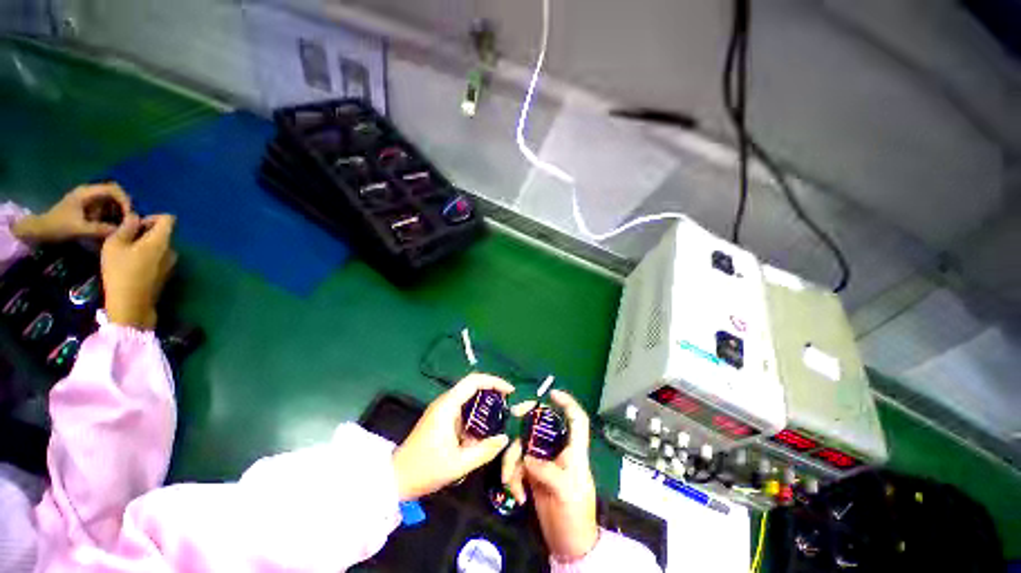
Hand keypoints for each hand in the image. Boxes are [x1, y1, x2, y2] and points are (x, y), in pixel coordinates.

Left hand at [12, 183, 130, 242]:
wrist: (40, 230)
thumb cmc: (58, 227)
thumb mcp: (79, 229)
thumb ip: (100, 229)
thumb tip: (122, 230)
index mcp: (86, 193)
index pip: (113, 189)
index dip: (125, 200)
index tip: (130, 215)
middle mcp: (89, 192)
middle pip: (115, 193)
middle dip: (124, 206)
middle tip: (128, 221)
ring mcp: (88, 199)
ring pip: (111, 201)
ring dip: (118, 212)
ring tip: (120, 225)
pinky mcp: (88, 206)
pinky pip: (106, 207)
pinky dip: (112, 215)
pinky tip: (111, 225)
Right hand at [101, 214, 176, 329]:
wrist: (131, 303)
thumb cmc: (120, 271)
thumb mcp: (115, 244)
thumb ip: (127, 227)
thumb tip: (135, 216)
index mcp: (162, 240)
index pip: (169, 219)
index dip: (152, 217)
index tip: (135, 225)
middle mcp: (172, 250)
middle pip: (164, 233)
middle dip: (146, 231)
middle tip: (125, 239)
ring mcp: (172, 263)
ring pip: (160, 246)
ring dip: (146, 245)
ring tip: (125, 252)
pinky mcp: (167, 274)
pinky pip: (159, 258)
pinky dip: (148, 256)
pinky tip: (131, 265)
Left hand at [392, 374, 513, 500]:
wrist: (396, 478)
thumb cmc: (426, 469)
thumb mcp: (459, 464)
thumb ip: (484, 450)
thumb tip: (504, 437)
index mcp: (448, 406)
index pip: (474, 381)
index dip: (494, 381)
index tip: (510, 391)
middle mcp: (445, 402)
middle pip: (472, 385)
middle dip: (492, 391)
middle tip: (508, 404)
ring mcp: (442, 409)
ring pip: (468, 397)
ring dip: (484, 404)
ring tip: (501, 416)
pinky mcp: (441, 418)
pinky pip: (463, 409)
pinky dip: (476, 414)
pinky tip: (484, 429)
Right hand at [502, 390, 598, 560]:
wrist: (567, 544)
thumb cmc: (576, 515)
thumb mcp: (566, 491)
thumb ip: (547, 470)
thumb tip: (527, 458)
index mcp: (574, 451)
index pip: (577, 420)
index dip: (568, 403)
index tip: (552, 393)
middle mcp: (558, 450)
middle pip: (541, 425)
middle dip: (526, 420)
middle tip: (513, 414)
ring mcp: (543, 461)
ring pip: (524, 446)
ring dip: (512, 462)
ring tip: (511, 484)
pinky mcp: (532, 474)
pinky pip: (517, 466)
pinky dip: (513, 478)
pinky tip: (517, 495)